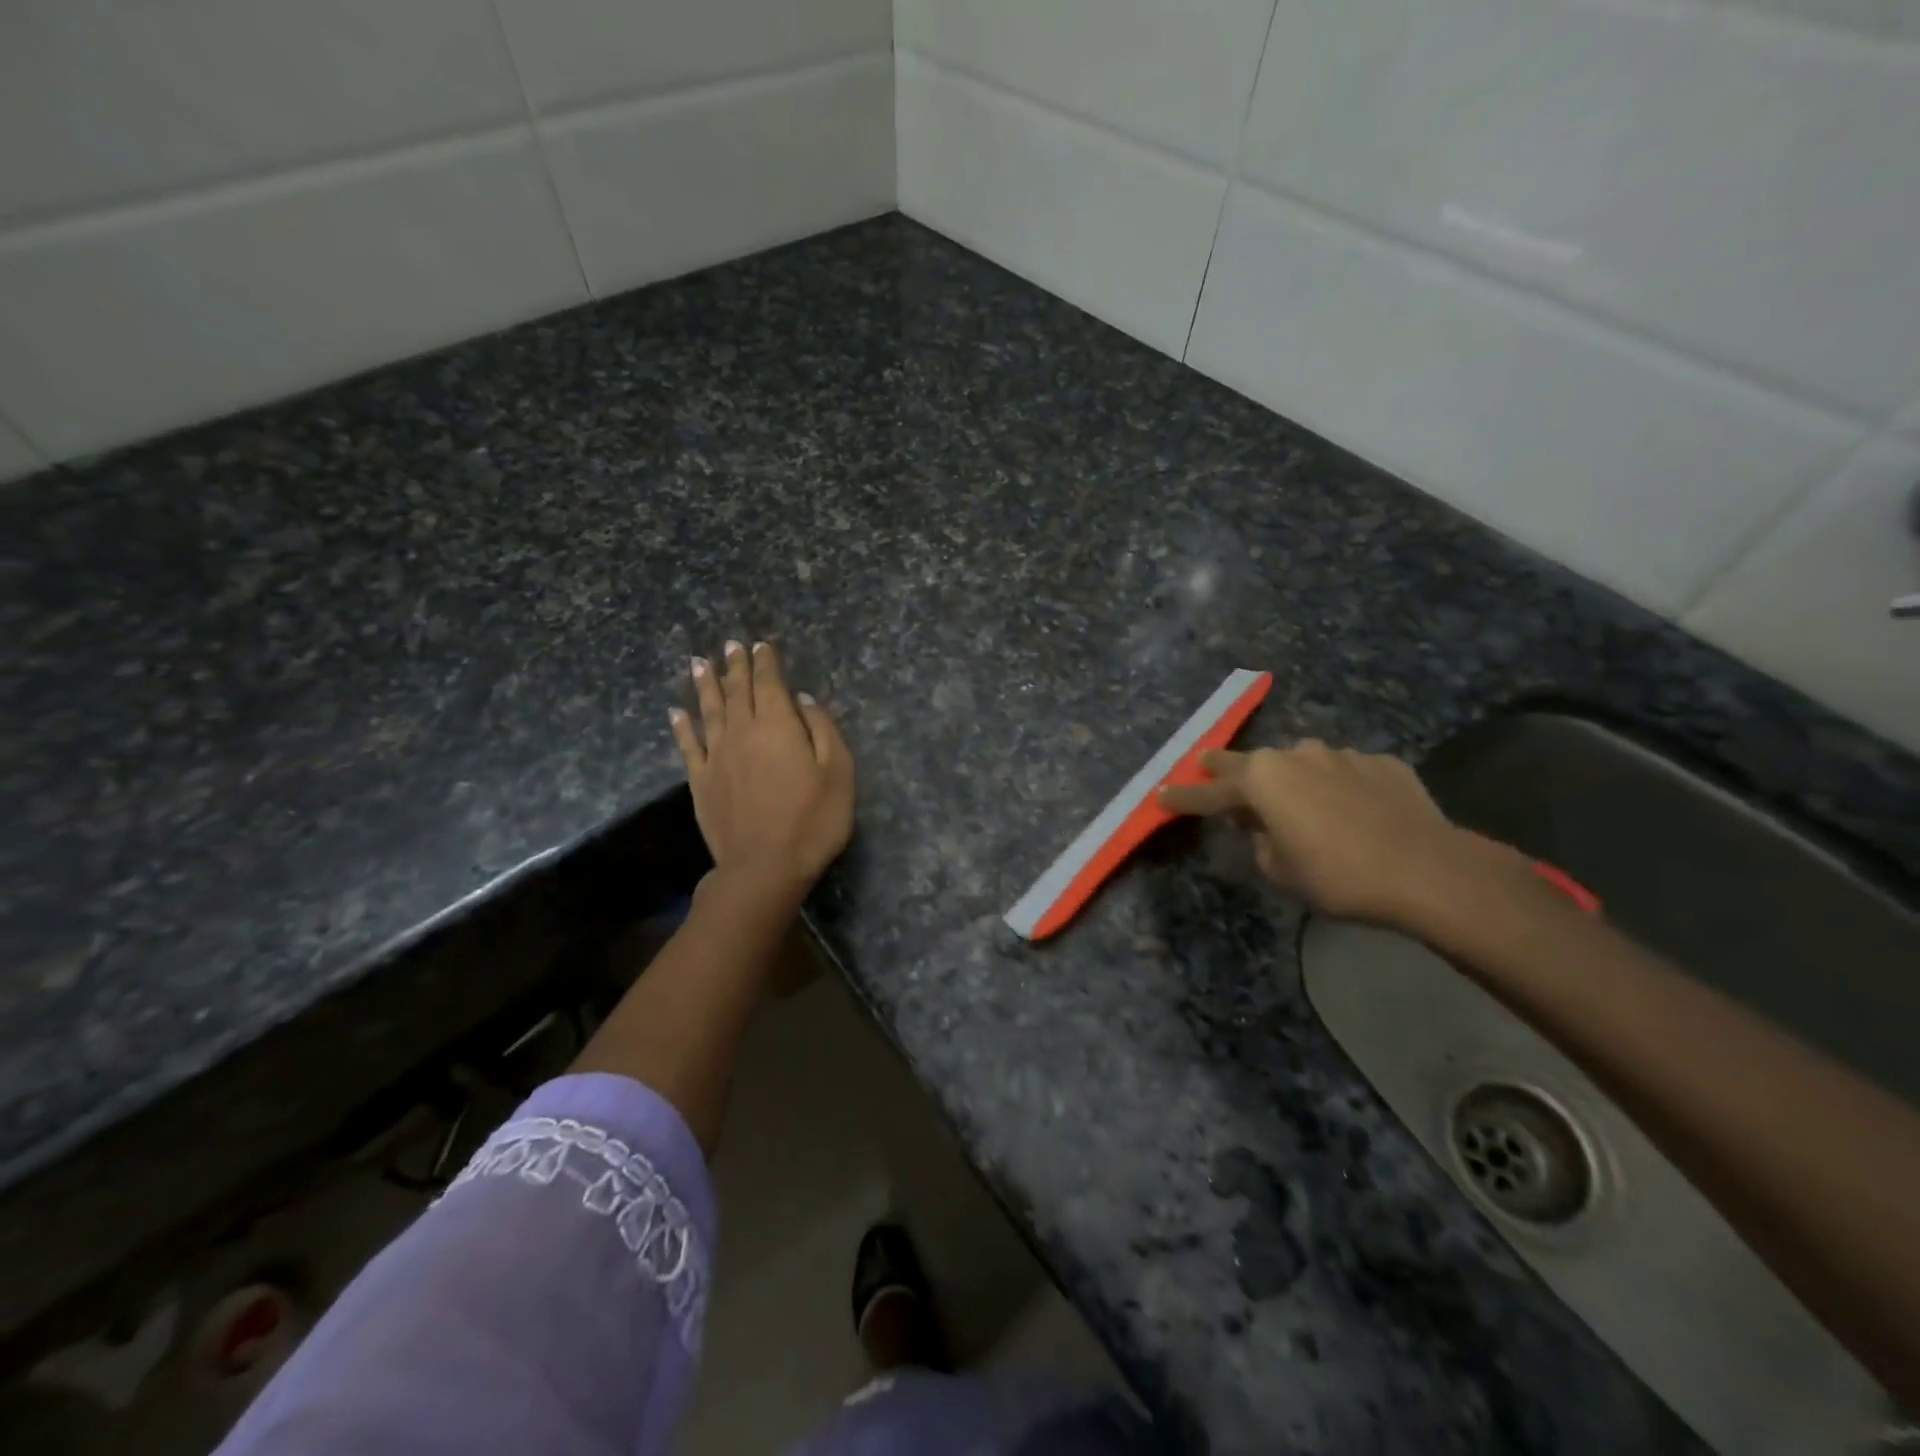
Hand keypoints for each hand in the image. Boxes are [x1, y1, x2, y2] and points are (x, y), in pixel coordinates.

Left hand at [671, 640, 853, 897]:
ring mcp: (716, 757)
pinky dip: (682, 726)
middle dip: (735, 666)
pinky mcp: (700, 782)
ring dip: (706, 685)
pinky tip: (677, 712)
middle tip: (730, 645)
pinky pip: (688, 746)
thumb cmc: (812, 820)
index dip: (765, 662)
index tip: (761, 645)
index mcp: (777, 725)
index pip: (769, 683)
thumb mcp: (837, 772)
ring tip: (700, 663)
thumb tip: (802, 699)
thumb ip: (822, 729)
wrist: (764, 867)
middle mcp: (741, 732)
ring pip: (709, 711)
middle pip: (736, 691)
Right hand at [1158, 741, 1525, 930]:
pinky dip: (1337, 787)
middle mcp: (1295, 756)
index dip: (1182, 797)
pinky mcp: (1381, 763)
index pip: (1208, 792)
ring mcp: (1341, 755)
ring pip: (1301, 763)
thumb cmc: (1338, 875)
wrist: (1428, 870)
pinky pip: (1345, 773)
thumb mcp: (1280, 870)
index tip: (1161, 795)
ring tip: (1297, 802)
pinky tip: (1352, 810)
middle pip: (1247, 761)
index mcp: (1261, 780)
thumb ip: (1260, 841)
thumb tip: (1263, 826)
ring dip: (1290, 779)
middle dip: (1223, 768)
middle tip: (1206, 767)